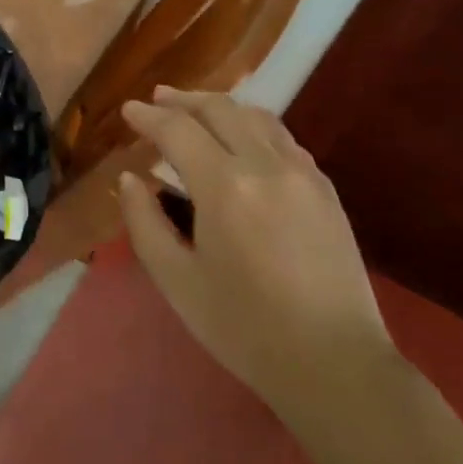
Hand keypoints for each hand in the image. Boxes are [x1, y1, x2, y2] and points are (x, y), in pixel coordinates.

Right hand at [116, 87, 397, 438]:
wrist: (334, 364)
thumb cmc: (244, 328)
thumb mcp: (177, 281)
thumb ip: (145, 222)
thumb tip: (130, 179)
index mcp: (225, 187)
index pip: (178, 130)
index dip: (148, 117)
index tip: (128, 111)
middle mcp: (266, 165)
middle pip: (221, 109)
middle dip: (183, 100)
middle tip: (157, 100)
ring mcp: (303, 174)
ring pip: (257, 117)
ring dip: (221, 107)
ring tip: (196, 112)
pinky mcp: (326, 190)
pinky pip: (283, 139)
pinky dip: (252, 127)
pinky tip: (242, 143)